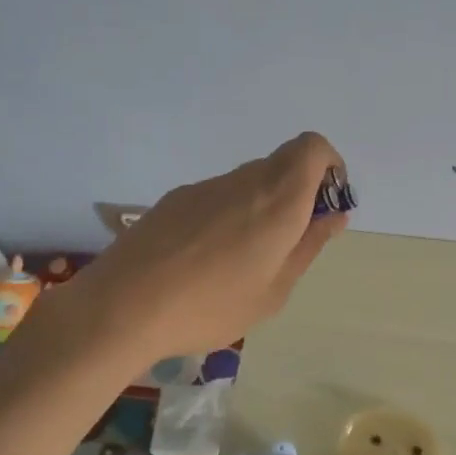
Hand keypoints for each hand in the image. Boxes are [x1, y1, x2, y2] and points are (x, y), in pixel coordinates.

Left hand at [71, 132, 349, 366]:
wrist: (122, 306)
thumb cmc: (211, 306)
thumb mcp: (274, 290)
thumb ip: (308, 246)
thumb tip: (334, 216)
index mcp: (278, 200)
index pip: (313, 148)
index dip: (329, 167)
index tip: (325, 206)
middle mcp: (244, 181)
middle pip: (283, 163)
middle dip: (298, 192)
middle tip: (289, 242)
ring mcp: (205, 187)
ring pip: (249, 181)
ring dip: (261, 206)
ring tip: (243, 260)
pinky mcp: (175, 199)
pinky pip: (218, 196)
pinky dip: (229, 214)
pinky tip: (205, 260)